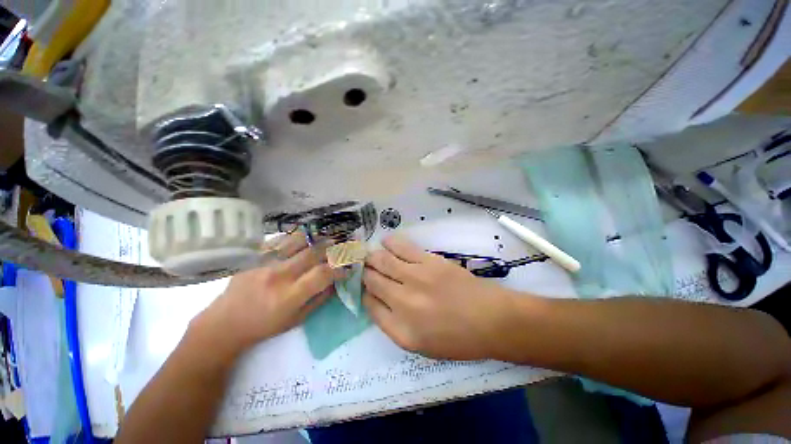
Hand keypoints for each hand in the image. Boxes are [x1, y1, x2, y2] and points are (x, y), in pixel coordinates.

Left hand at [192, 232, 336, 356]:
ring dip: (315, 239)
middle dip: (331, 248)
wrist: (224, 323)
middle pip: (313, 252)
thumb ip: (319, 299)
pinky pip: (280, 240)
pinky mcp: (255, 257)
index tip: (346, 269)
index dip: (339, 268)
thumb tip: (336, 282)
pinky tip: (303, 240)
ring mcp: (265, 263)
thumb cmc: (263, 326)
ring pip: (297, 241)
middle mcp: (279, 275)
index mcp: (289, 296)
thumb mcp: (296, 320)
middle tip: (340, 247)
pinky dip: (295, 238)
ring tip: (323, 240)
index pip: (323, 273)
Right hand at [363, 236, 518, 359]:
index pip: (369, 305)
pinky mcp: (429, 261)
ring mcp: (416, 278)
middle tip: (363, 267)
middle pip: (372, 280)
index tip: (365, 287)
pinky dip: (389, 243)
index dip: (364, 293)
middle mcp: (403, 302)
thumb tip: (376, 300)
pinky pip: (402, 248)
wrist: (490, 319)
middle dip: (364, 272)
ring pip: (382, 261)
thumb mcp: (420, 345)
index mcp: (400, 330)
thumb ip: (393, 324)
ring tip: (371, 255)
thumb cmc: (457, 338)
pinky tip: (385, 242)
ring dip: (372, 257)